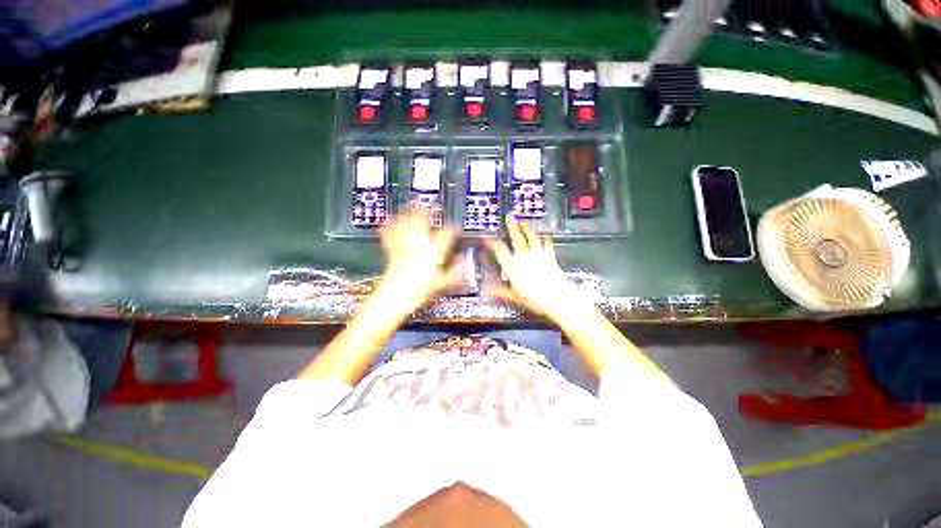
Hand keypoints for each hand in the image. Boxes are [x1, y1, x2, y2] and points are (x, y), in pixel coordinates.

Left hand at [371, 210, 457, 318]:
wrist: (393, 300)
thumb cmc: (417, 293)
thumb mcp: (441, 286)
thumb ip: (454, 275)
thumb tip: (462, 267)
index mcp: (432, 254)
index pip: (445, 237)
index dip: (452, 230)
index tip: (455, 227)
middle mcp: (418, 248)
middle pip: (422, 225)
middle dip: (426, 213)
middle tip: (427, 204)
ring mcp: (404, 249)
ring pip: (406, 227)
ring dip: (407, 215)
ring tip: (408, 204)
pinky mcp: (392, 254)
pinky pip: (390, 238)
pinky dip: (388, 229)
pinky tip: (386, 222)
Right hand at [486, 215, 593, 322]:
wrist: (558, 299)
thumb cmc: (535, 299)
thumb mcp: (514, 297)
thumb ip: (500, 291)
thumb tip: (487, 289)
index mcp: (513, 267)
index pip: (500, 251)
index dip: (492, 243)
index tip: (488, 238)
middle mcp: (524, 258)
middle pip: (517, 238)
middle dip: (512, 226)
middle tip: (509, 217)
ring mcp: (538, 256)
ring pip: (531, 237)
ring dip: (527, 228)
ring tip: (523, 222)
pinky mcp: (550, 257)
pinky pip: (546, 244)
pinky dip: (545, 238)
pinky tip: (544, 234)